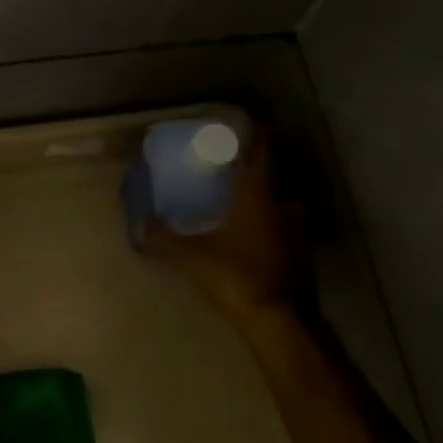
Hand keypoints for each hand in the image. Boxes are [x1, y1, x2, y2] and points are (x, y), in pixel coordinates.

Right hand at [143, 129, 301, 317]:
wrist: (276, 319)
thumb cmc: (235, 276)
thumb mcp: (192, 257)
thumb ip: (164, 240)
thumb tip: (141, 226)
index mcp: (258, 195)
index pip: (262, 152)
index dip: (257, 134)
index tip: (249, 123)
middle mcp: (283, 206)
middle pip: (276, 177)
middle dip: (261, 169)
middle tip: (241, 168)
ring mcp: (297, 231)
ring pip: (286, 204)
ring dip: (272, 199)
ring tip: (249, 202)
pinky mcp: (301, 255)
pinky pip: (288, 229)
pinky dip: (276, 226)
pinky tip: (259, 236)